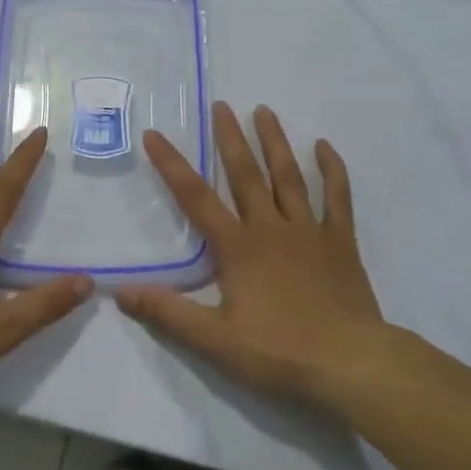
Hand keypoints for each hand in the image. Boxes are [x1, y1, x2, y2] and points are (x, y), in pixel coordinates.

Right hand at [115, 102, 392, 412]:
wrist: (350, 363)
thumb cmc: (279, 351)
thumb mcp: (215, 340)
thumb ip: (168, 313)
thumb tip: (119, 292)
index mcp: (238, 247)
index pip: (196, 198)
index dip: (172, 165)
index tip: (155, 134)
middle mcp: (271, 228)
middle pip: (246, 174)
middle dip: (229, 138)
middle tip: (221, 105)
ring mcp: (309, 231)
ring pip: (289, 176)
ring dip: (274, 142)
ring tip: (264, 110)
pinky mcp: (340, 242)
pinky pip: (337, 197)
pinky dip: (331, 170)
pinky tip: (324, 146)